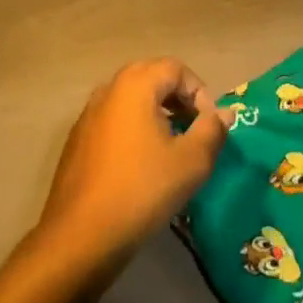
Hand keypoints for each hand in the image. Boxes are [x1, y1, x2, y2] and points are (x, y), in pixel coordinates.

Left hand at [34, 58, 231, 280]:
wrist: (82, 233)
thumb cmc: (143, 189)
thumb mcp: (191, 162)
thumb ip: (212, 130)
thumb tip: (224, 113)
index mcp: (135, 84)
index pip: (176, 68)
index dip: (200, 92)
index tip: (210, 125)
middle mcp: (108, 89)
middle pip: (151, 77)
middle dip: (179, 99)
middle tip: (195, 130)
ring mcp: (88, 113)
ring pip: (131, 99)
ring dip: (156, 113)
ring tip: (172, 146)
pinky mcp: (78, 138)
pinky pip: (114, 119)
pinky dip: (134, 128)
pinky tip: (142, 163)